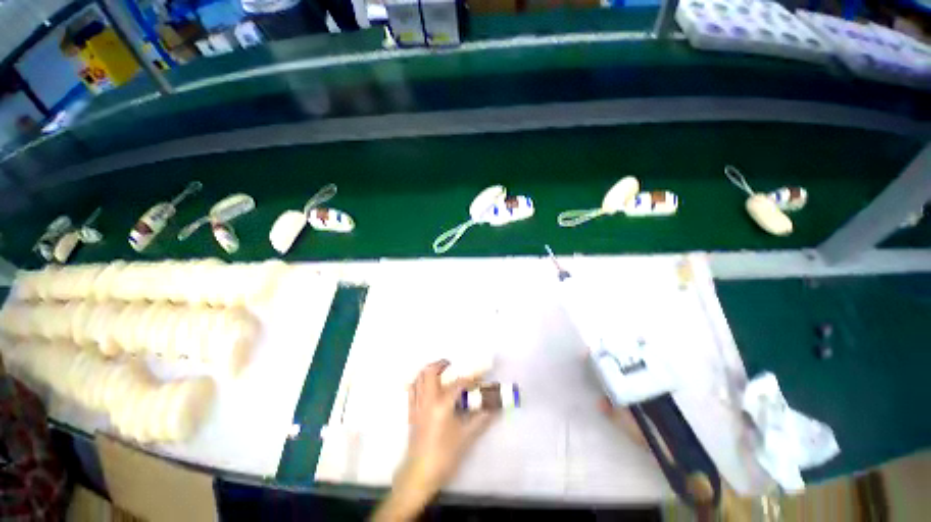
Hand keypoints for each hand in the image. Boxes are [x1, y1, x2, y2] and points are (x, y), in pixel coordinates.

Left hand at [373, 360, 494, 520]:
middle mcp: (427, 399)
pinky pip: (412, 389)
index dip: (471, 377)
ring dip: (430, 371)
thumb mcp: (466, 436)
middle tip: (453, 366)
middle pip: (430, 371)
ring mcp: (416, 404)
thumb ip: (481, 419)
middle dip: (442, 364)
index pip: (458, 383)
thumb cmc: (444, 455)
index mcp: (441, 404)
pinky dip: (419, 381)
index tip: (480, 375)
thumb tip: (495, 408)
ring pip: (419, 377)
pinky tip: (427, 386)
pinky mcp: (410, 412)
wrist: (420, 474)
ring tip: (441, 373)